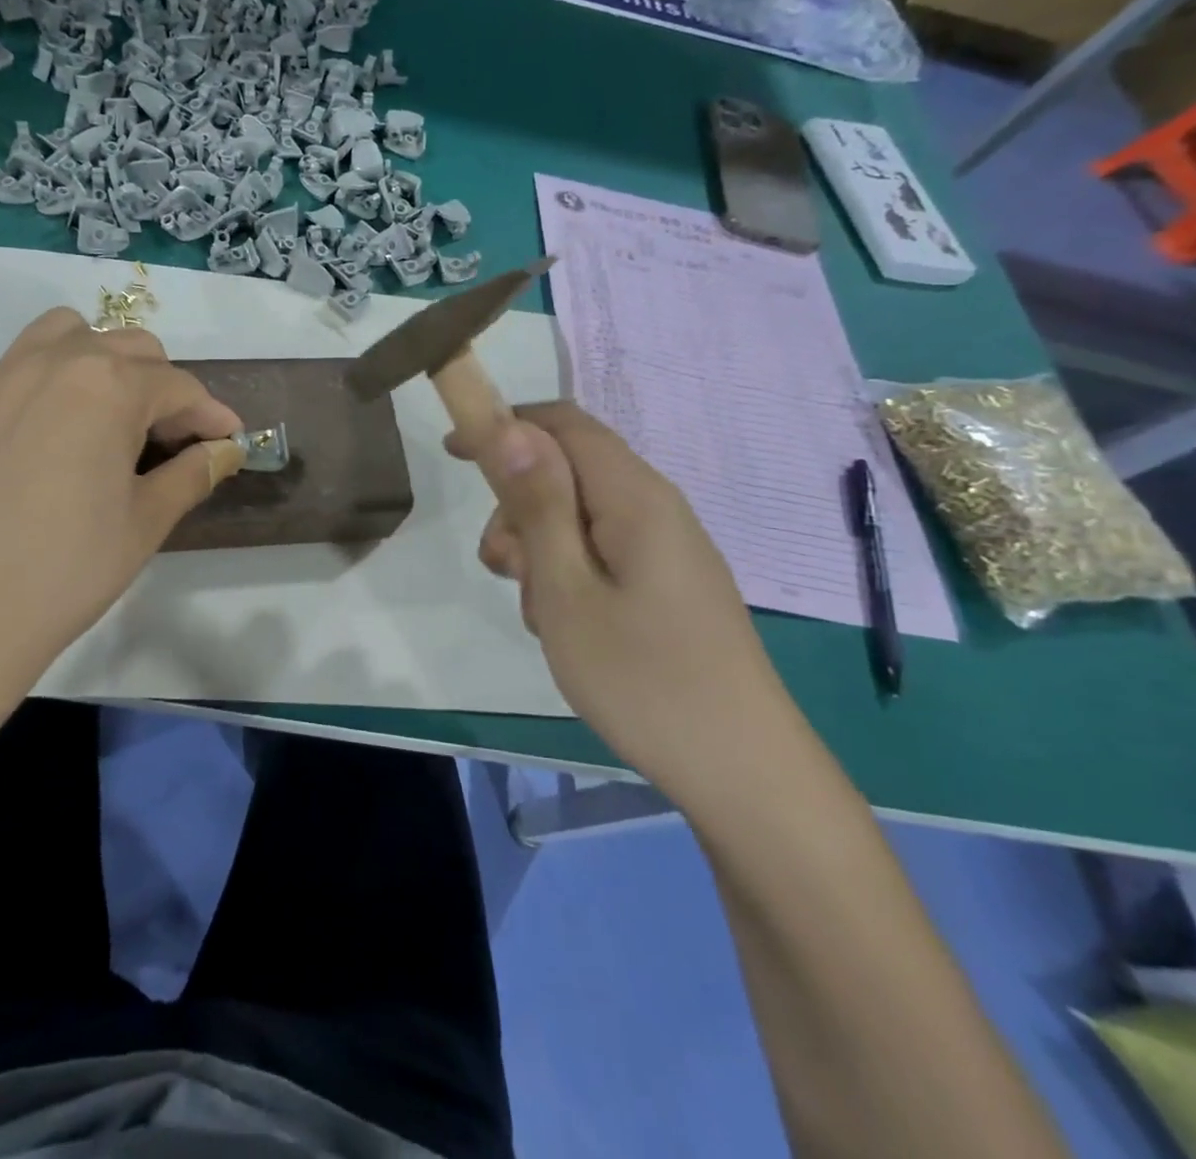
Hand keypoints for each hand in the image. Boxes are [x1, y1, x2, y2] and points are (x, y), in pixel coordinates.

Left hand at [0, 309, 243, 712]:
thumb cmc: (69, 568)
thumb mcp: (147, 521)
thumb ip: (193, 473)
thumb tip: (224, 450)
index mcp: (107, 387)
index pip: (178, 386)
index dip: (210, 413)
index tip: (227, 440)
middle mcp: (51, 362)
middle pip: (126, 347)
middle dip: (160, 385)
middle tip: (167, 439)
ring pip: (62, 335)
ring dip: (98, 361)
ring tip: (104, 414)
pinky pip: (9, 372)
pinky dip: (41, 389)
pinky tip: (38, 442)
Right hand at [450, 402, 799, 800]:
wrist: (741, 771)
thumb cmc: (642, 679)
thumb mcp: (566, 589)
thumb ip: (537, 504)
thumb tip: (510, 428)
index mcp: (635, 497)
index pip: (564, 424)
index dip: (505, 425)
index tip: (454, 454)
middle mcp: (656, 509)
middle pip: (568, 471)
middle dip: (519, 506)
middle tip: (503, 569)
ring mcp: (666, 548)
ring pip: (579, 516)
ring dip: (539, 548)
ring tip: (539, 612)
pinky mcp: (667, 582)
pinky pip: (602, 552)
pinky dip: (567, 573)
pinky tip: (566, 626)